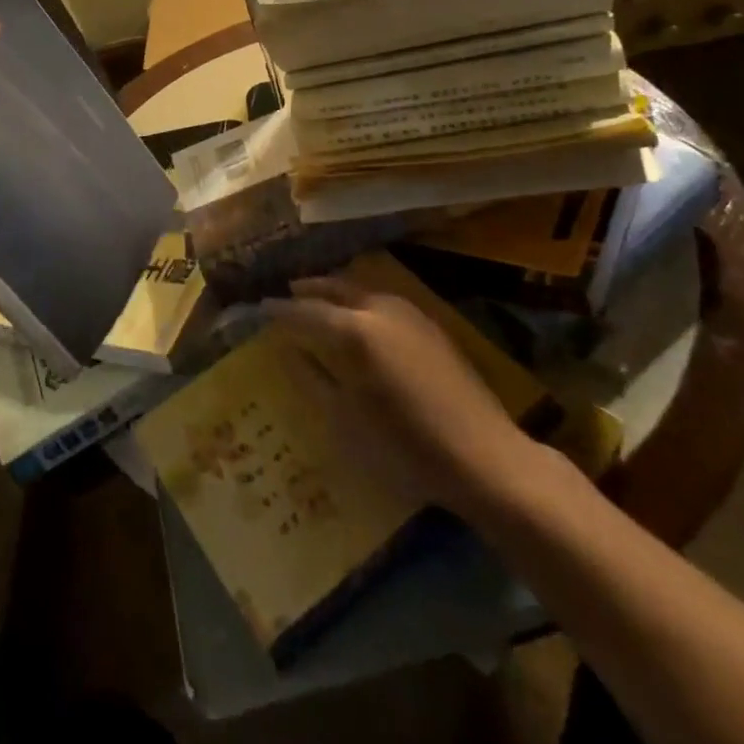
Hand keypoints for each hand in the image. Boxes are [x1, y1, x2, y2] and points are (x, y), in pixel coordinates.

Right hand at [263, 277, 535, 513]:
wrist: (484, 457)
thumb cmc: (404, 447)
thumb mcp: (344, 420)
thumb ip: (312, 379)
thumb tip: (287, 351)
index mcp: (353, 330)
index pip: (304, 311)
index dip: (279, 310)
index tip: (259, 310)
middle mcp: (379, 308)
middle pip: (334, 287)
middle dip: (308, 290)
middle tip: (286, 297)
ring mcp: (410, 313)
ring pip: (361, 288)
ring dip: (336, 291)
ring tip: (319, 304)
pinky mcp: (431, 325)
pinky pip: (384, 300)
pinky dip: (361, 301)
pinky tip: (360, 320)